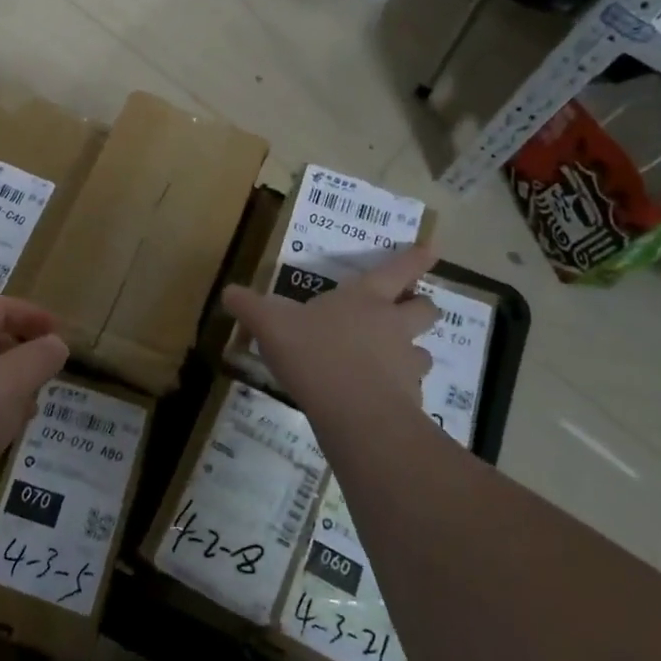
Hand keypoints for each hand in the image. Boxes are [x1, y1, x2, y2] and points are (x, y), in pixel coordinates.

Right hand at [222, 246, 440, 417]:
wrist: (353, 411)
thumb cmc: (313, 352)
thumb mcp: (270, 324)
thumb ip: (249, 307)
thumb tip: (228, 292)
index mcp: (365, 298)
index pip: (398, 269)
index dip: (415, 258)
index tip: (432, 249)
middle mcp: (393, 325)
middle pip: (425, 308)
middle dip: (421, 306)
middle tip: (409, 311)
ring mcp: (406, 363)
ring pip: (424, 352)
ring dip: (413, 353)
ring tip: (394, 362)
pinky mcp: (410, 400)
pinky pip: (411, 391)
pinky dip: (400, 393)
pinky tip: (378, 401)